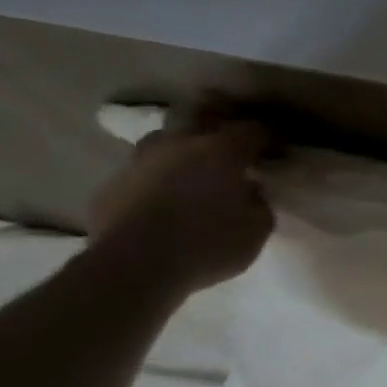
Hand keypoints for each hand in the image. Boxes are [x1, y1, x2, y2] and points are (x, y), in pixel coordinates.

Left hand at [87, 113, 275, 295]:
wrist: (131, 270)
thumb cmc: (207, 245)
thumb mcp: (258, 228)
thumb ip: (258, 202)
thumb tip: (249, 191)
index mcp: (223, 149)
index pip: (254, 129)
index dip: (269, 138)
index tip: (277, 151)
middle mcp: (180, 144)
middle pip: (201, 116)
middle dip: (218, 123)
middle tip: (230, 144)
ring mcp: (140, 162)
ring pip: (163, 140)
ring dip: (179, 149)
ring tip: (190, 167)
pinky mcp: (110, 187)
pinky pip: (140, 173)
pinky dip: (154, 179)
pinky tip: (160, 199)